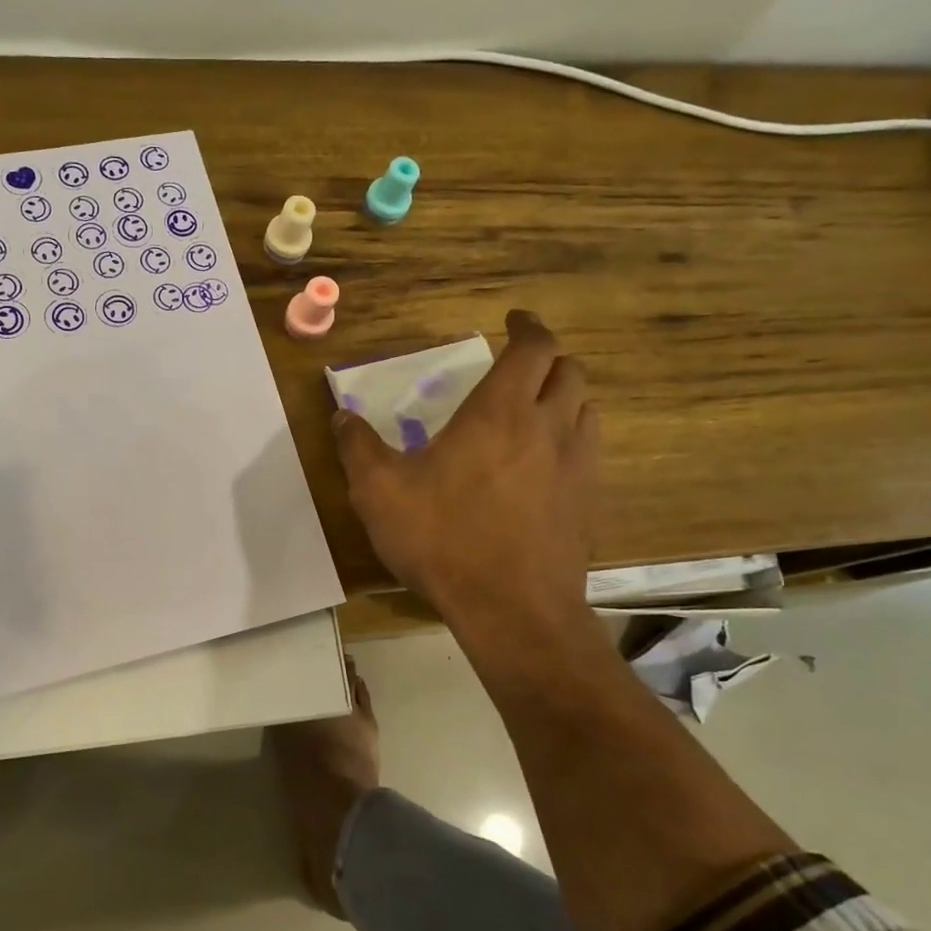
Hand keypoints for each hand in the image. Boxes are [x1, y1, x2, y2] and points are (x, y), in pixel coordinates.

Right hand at [333, 311, 600, 657]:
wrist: (511, 608)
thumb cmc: (443, 538)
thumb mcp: (379, 491)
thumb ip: (358, 446)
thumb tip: (341, 415)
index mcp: (500, 412)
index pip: (534, 347)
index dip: (527, 327)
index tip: (512, 321)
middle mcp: (548, 427)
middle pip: (569, 371)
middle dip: (547, 358)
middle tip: (518, 366)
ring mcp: (577, 465)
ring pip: (586, 408)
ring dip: (564, 397)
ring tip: (535, 408)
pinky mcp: (588, 502)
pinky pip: (589, 450)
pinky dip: (572, 437)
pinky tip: (546, 462)